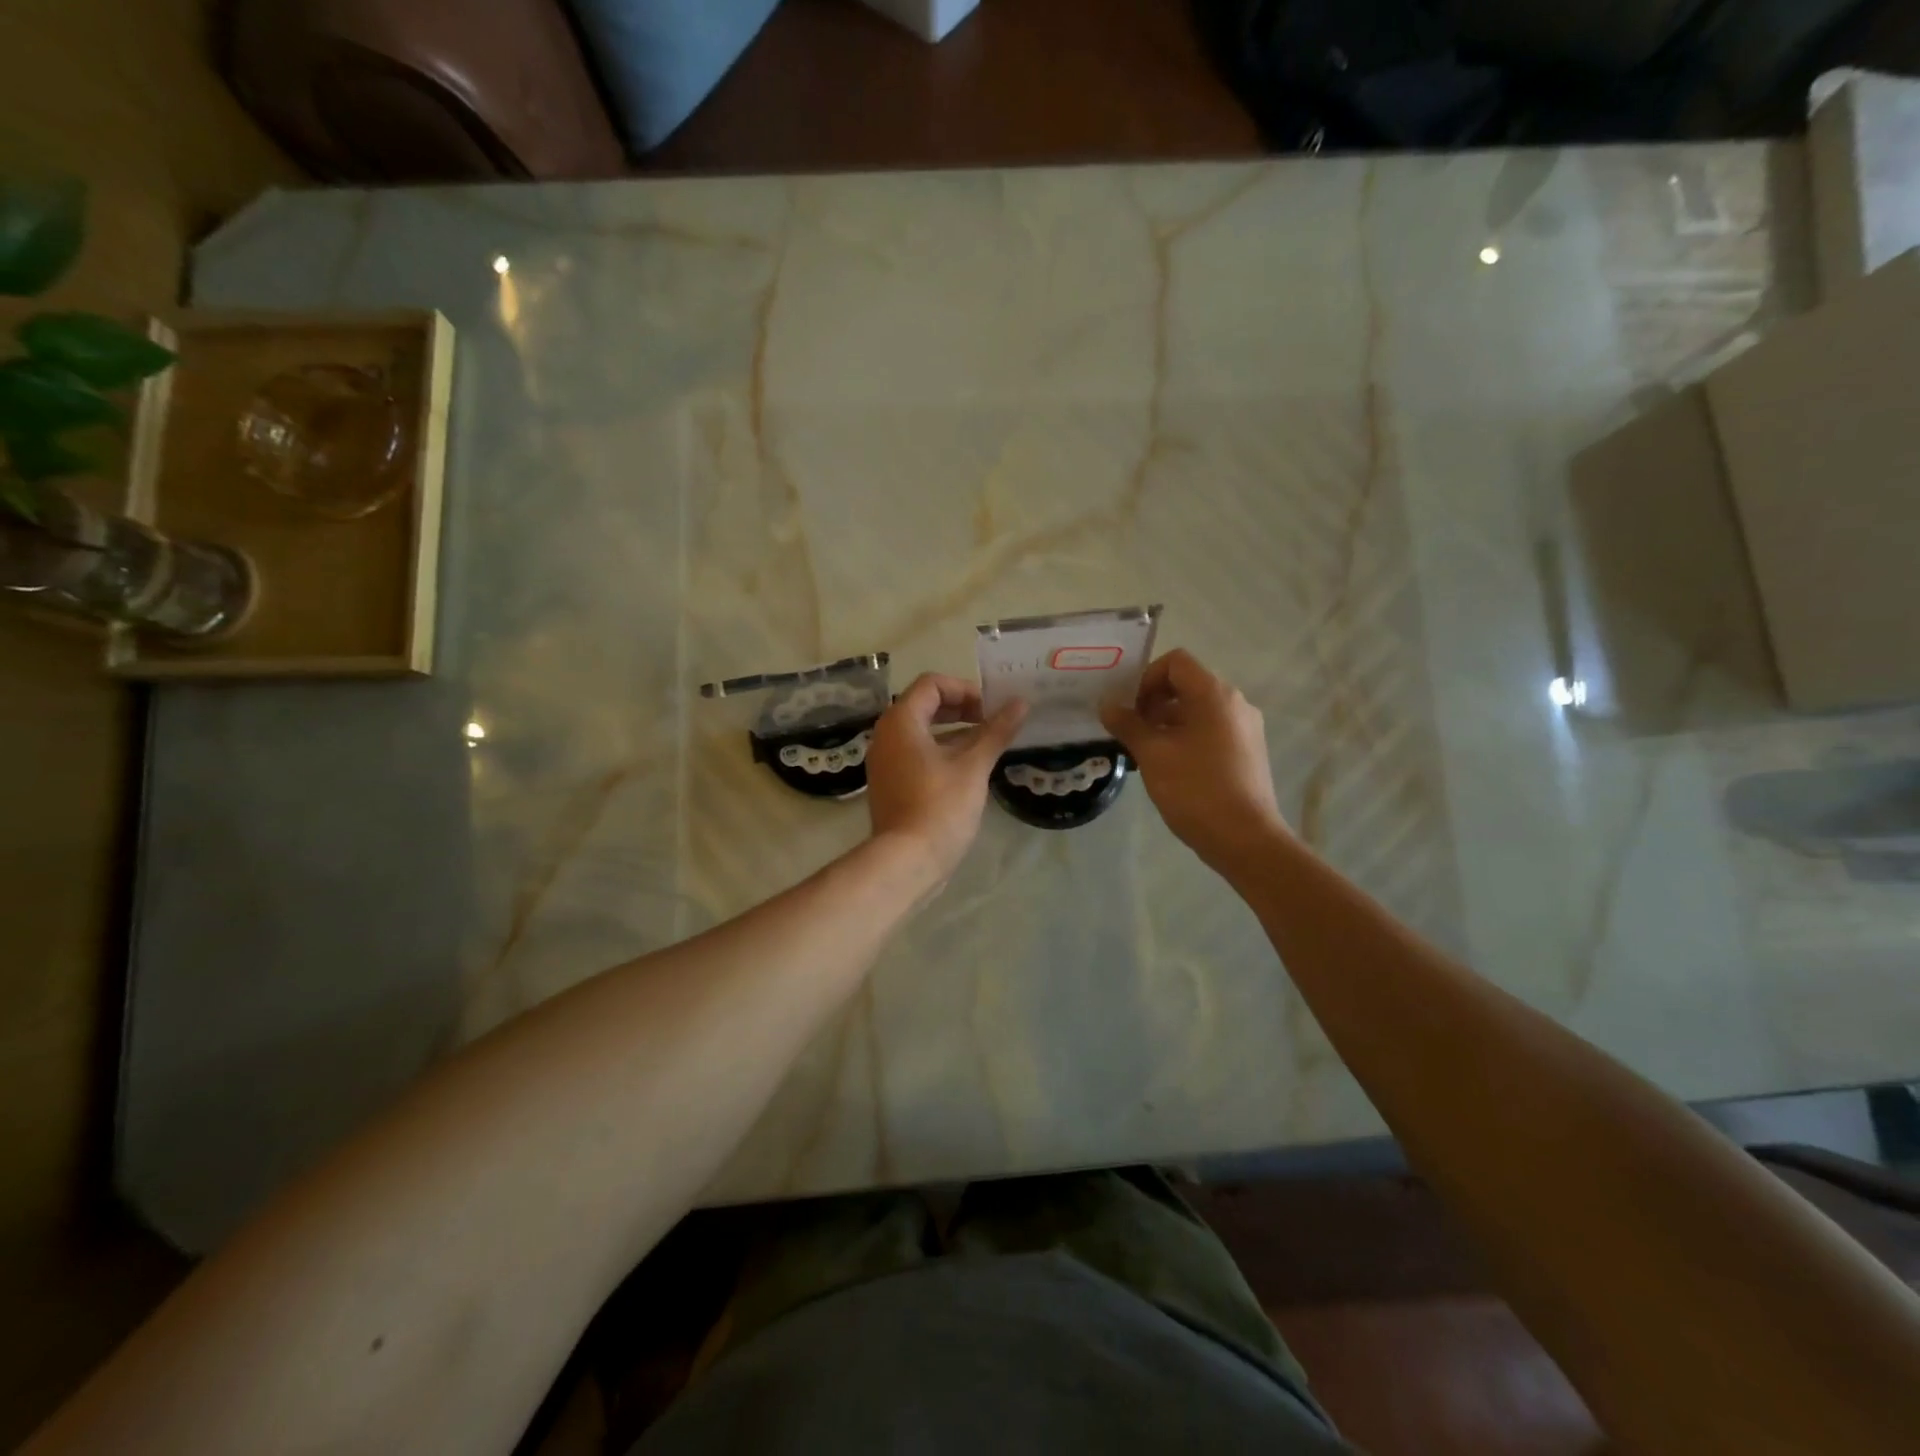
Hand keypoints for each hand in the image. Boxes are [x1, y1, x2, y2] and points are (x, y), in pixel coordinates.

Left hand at [866, 673, 1026, 882]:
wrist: (906, 861)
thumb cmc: (940, 807)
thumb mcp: (974, 767)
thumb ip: (996, 731)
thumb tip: (1021, 704)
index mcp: (901, 722)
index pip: (931, 684)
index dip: (965, 690)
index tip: (990, 710)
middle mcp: (886, 735)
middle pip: (924, 705)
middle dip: (961, 709)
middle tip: (991, 723)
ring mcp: (885, 761)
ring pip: (921, 732)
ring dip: (954, 732)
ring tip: (987, 745)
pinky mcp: (890, 784)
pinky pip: (916, 754)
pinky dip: (941, 752)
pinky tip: (968, 770)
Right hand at [1101, 648, 1288, 872]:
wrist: (1245, 839)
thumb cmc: (1195, 790)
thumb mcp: (1153, 755)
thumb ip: (1127, 724)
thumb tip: (1107, 705)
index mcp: (1214, 695)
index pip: (1175, 662)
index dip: (1146, 678)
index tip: (1129, 709)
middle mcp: (1235, 703)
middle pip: (1186, 685)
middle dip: (1153, 703)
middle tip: (1130, 732)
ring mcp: (1245, 728)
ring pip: (1197, 711)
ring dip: (1167, 723)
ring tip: (1144, 754)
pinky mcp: (1247, 752)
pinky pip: (1211, 731)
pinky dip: (1186, 738)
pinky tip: (1169, 768)